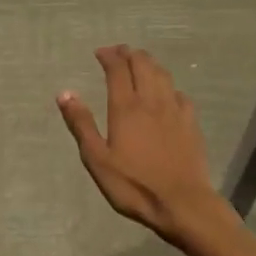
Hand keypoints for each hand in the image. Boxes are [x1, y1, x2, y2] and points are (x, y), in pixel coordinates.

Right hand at [59, 45, 224, 245]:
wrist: (182, 203)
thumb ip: (81, 124)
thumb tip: (65, 93)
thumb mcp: (97, 159)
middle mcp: (152, 101)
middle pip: (143, 64)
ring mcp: (175, 110)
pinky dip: (167, 85)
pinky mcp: (191, 123)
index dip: (109, 56)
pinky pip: (179, 93)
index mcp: (126, 107)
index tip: (100, 52)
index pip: (118, 69)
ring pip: (163, 74)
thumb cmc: (134, 184)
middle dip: (129, 53)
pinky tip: (166, 92)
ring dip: (149, 63)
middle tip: (118, 52)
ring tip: (140, 63)